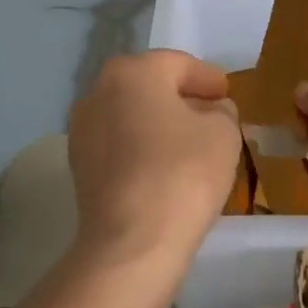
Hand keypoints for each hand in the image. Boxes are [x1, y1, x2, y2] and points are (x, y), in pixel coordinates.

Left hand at [67, 50, 240, 268]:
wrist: (133, 242)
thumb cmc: (183, 173)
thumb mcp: (223, 133)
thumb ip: (222, 112)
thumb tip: (213, 110)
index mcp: (133, 72)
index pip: (178, 64)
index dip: (208, 78)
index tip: (227, 94)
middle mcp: (98, 92)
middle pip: (150, 86)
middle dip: (182, 98)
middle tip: (212, 114)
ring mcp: (82, 130)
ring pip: (132, 116)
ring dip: (160, 123)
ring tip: (191, 143)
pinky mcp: (79, 167)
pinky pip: (119, 144)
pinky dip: (142, 147)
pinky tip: (165, 166)